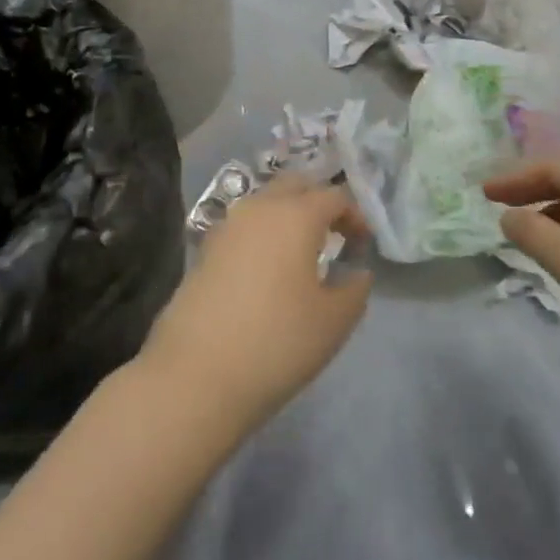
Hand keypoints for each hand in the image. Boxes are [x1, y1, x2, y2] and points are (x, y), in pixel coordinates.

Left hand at [136, 179, 371, 435]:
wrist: (196, 374)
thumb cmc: (277, 342)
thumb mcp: (333, 321)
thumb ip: (354, 289)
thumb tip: (356, 272)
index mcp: (295, 215)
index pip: (333, 196)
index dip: (354, 215)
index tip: (364, 244)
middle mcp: (258, 207)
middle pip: (295, 186)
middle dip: (318, 202)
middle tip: (335, 235)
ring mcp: (226, 226)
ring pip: (265, 202)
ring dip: (288, 216)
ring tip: (303, 253)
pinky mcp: (205, 249)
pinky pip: (244, 226)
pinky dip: (263, 235)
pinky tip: (268, 270)